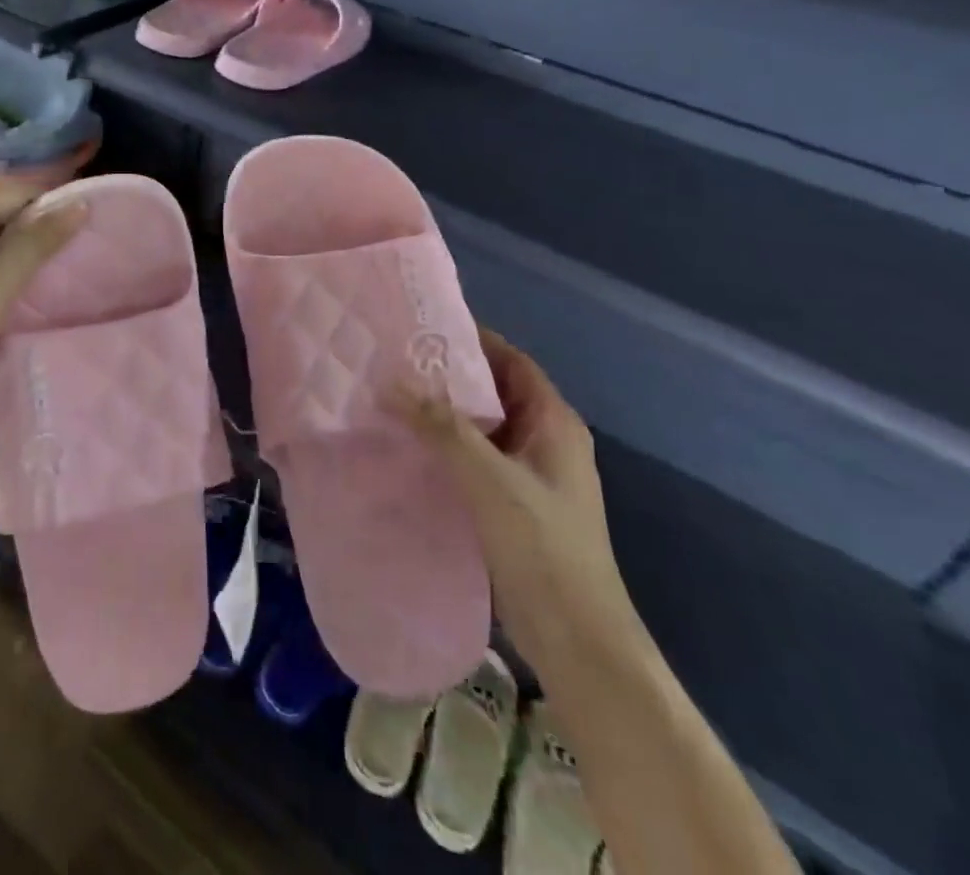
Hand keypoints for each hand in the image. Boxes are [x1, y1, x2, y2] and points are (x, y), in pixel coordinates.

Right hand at [389, 326, 645, 677]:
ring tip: (390, 398)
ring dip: (443, 415)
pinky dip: (445, 449)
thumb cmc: (543, 548)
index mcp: (554, 422)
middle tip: (393, 361)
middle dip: (448, 377)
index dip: (472, 339)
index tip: (422, 327)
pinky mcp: (513, 505)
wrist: (578, 642)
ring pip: (482, 428)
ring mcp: (530, 476)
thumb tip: (392, 380)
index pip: (511, 361)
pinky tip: (407, 449)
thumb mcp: (490, 479)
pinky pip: (475, 460)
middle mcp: (545, 441)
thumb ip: (442, 427)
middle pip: (494, 392)